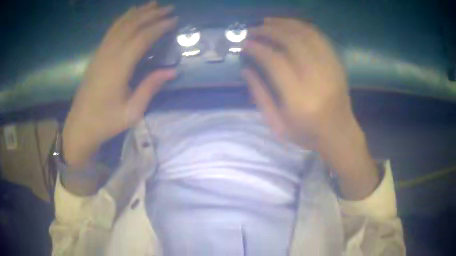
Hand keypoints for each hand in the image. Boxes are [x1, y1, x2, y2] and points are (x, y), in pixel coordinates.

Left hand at [63, 2, 177, 167]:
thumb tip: (172, 71)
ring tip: (153, 4)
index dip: (159, 27)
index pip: (142, 38)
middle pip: (132, 26)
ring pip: (120, 25)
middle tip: (169, 8)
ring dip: (138, 13)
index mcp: (118, 68)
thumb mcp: (132, 112)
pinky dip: (123, 19)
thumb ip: (150, 88)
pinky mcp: (96, 55)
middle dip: (151, 14)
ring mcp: (100, 53)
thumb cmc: (106, 122)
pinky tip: (130, 14)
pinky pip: (111, 31)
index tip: (175, 20)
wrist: (80, 126)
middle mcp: (109, 54)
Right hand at [243, 18, 378, 198]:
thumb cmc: (307, 134)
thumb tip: (246, 68)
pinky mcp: (337, 64)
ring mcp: (330, 69)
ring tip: (268, 22)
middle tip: (253, 29)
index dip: (257, 47)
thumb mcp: (278, 124)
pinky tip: (290, 25)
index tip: (245, 43)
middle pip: (292, 41)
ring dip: (284, 24)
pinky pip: (320, 38)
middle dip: (268, 30)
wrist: (339, 134)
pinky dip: (302, 27)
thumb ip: (260, 95)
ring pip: (306, 34)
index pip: (275, 61)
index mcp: (299, 99)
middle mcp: (316, 79)